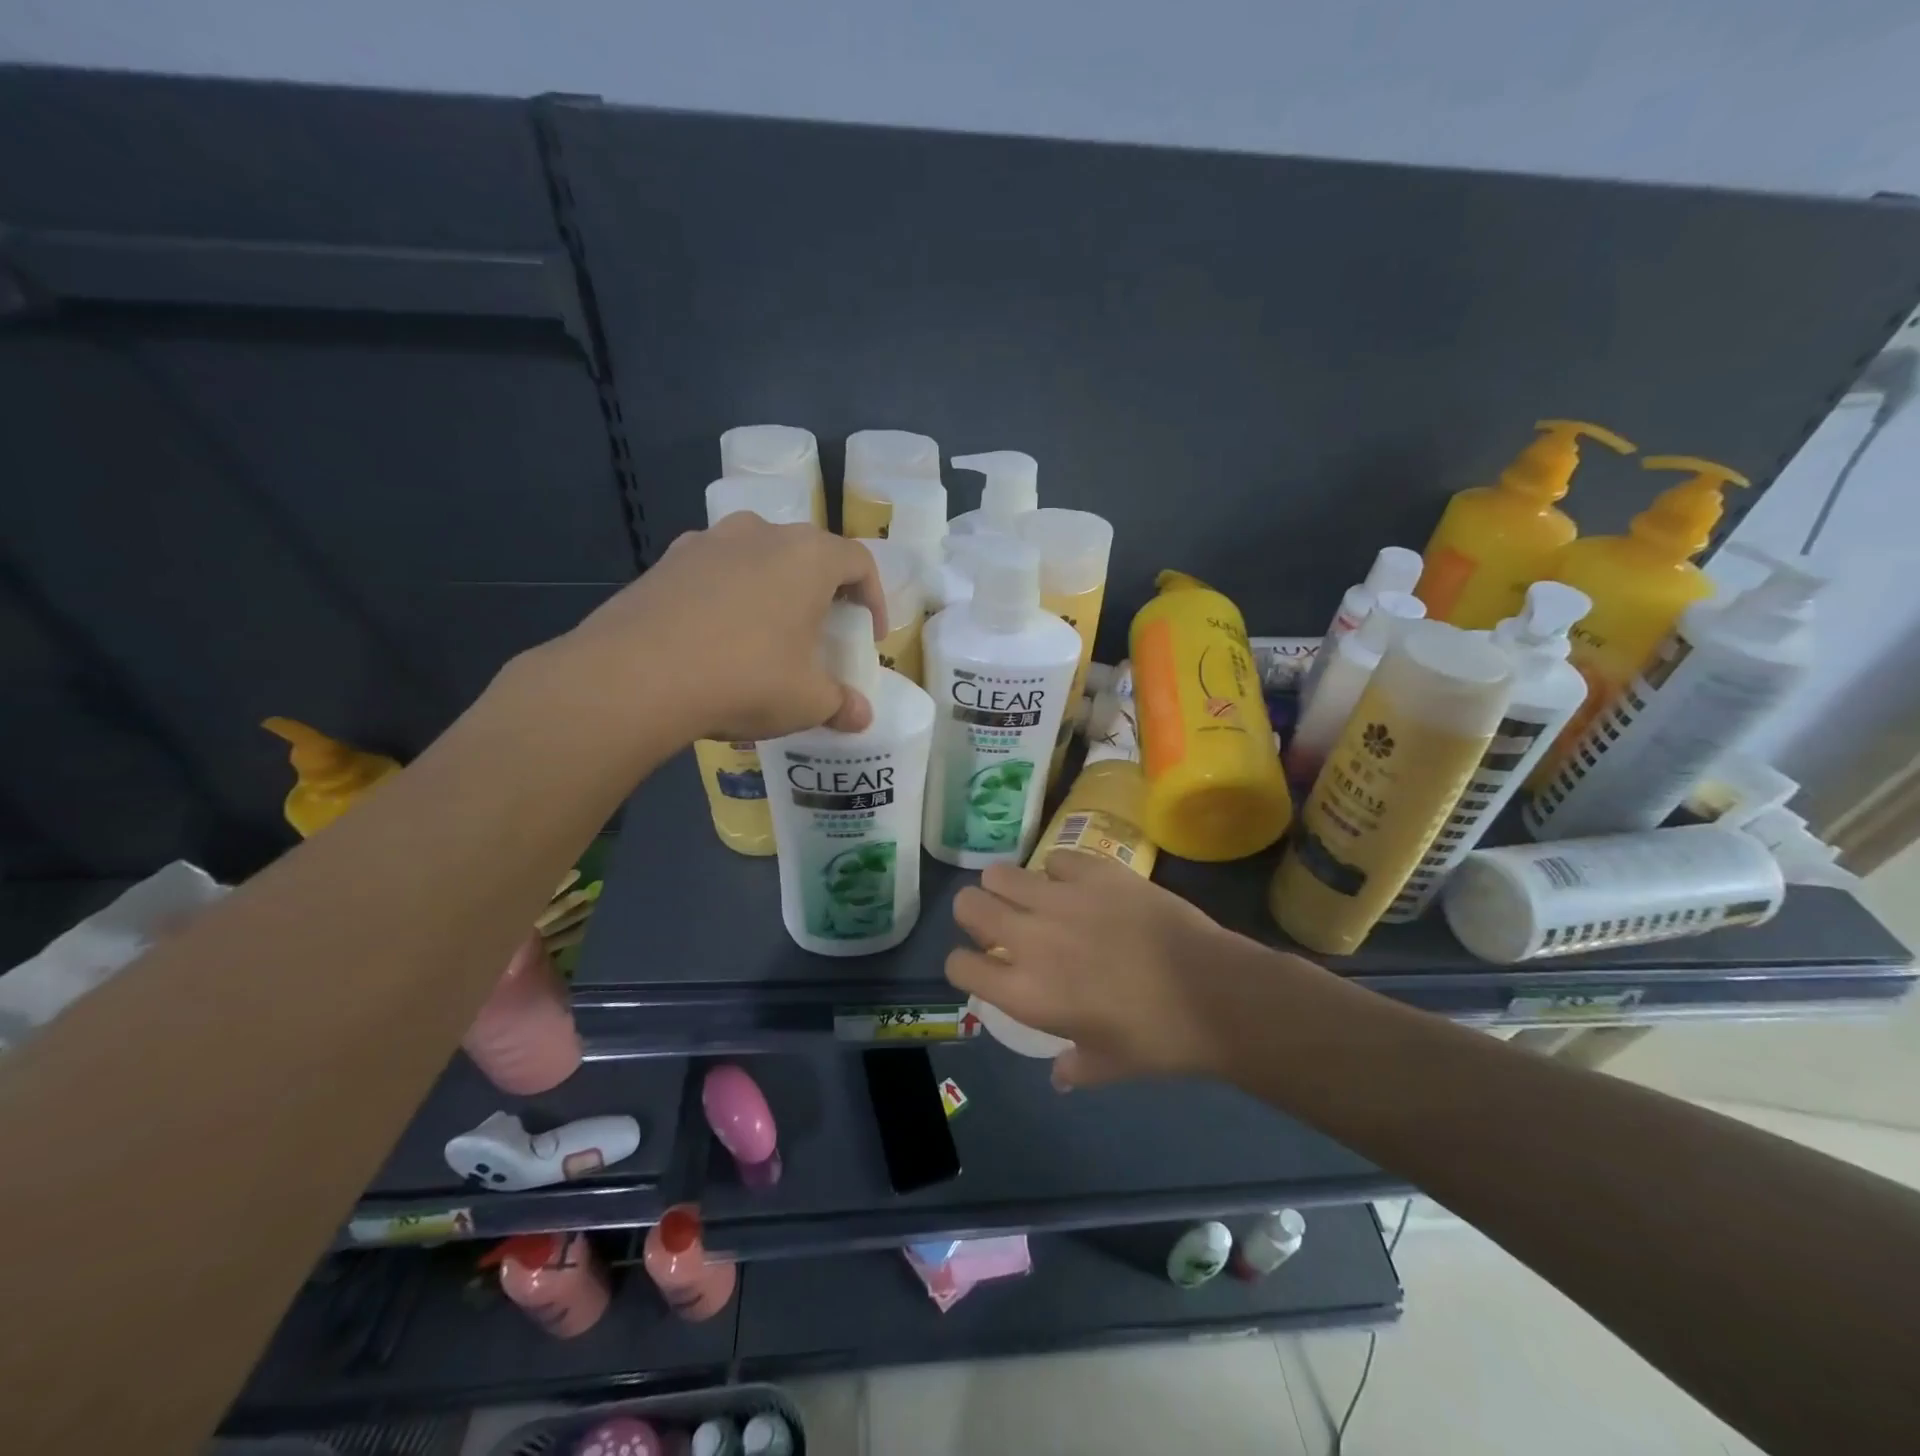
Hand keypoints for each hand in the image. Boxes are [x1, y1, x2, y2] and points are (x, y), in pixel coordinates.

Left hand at [551, 514, 886, 743]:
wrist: (635, 676)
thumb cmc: (744, 678)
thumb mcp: (806, 701)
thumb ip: (841, 704)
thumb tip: (861, 717)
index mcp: (808, 557)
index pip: (859, 561)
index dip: (873, 598)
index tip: (869, 635)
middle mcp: (761, 534)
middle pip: (808, 554)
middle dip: (822, 592)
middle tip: (821, 633)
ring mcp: (708, 542)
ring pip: (758, 558)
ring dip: (772, 589)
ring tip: (767, 634)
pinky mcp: (666, 561)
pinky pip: (714, 572)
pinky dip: (728, 596)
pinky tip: (717, 638)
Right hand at [948, 851, 1317, 1088]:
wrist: (1212, 992)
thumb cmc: (1157, 1040)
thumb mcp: (1108, 1066)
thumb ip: (1074, 1067)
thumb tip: (1061, 1074)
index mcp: (1025, 992)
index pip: (958, 965)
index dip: (965, 963)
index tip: (985, 964)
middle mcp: (1029, 938)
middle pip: (968, 905)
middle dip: (975, 913)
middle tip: (1001, 924)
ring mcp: (1060, 898)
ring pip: (1000, 873)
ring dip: (1008, 887)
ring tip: (1033, 898)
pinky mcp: (1094, 871)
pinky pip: (1055, 858)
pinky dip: (1058, 871)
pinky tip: (1078, 885)